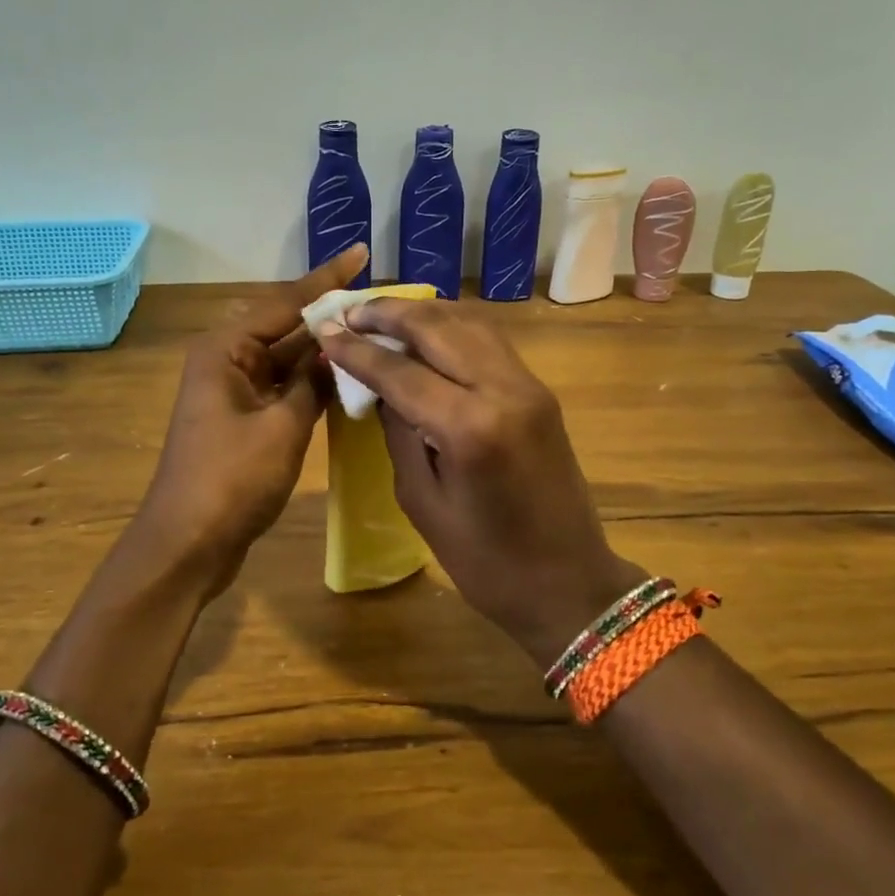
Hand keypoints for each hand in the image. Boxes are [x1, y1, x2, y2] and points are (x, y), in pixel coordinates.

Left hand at [131, 243, 369, 595]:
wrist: (188, 544)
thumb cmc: (231, 480)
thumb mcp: (282, 427)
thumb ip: (313, 383)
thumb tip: (337, 351)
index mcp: (226, 350)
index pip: (284, 302)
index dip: (326, 279)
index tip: (360, 253)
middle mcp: (228, 362)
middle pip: (286, 327)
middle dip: (329, 314)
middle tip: (379, 300)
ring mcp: (236, 393)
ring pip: (288, 360)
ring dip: (324, 350)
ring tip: (374, 331)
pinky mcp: (245, 421)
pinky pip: (285, 388)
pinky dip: (313, 382)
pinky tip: (349, 376)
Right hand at [316, 301, 646, 668]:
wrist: (569, 583)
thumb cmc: (486, 562)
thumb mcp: (423, 502)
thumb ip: (399, 434)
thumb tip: (378, 387)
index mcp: (470, 427)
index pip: (401, 370)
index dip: (358, 350)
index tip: (325, 330)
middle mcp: (504, 390)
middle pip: (437, 328)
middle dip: (388, 314)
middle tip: (349, 312)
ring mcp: (529, 386)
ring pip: (469, 324)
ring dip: (422, 314)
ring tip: (381, 315)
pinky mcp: (539, 392)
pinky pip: (489, 342)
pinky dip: (452, 328)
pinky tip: (427, 333)